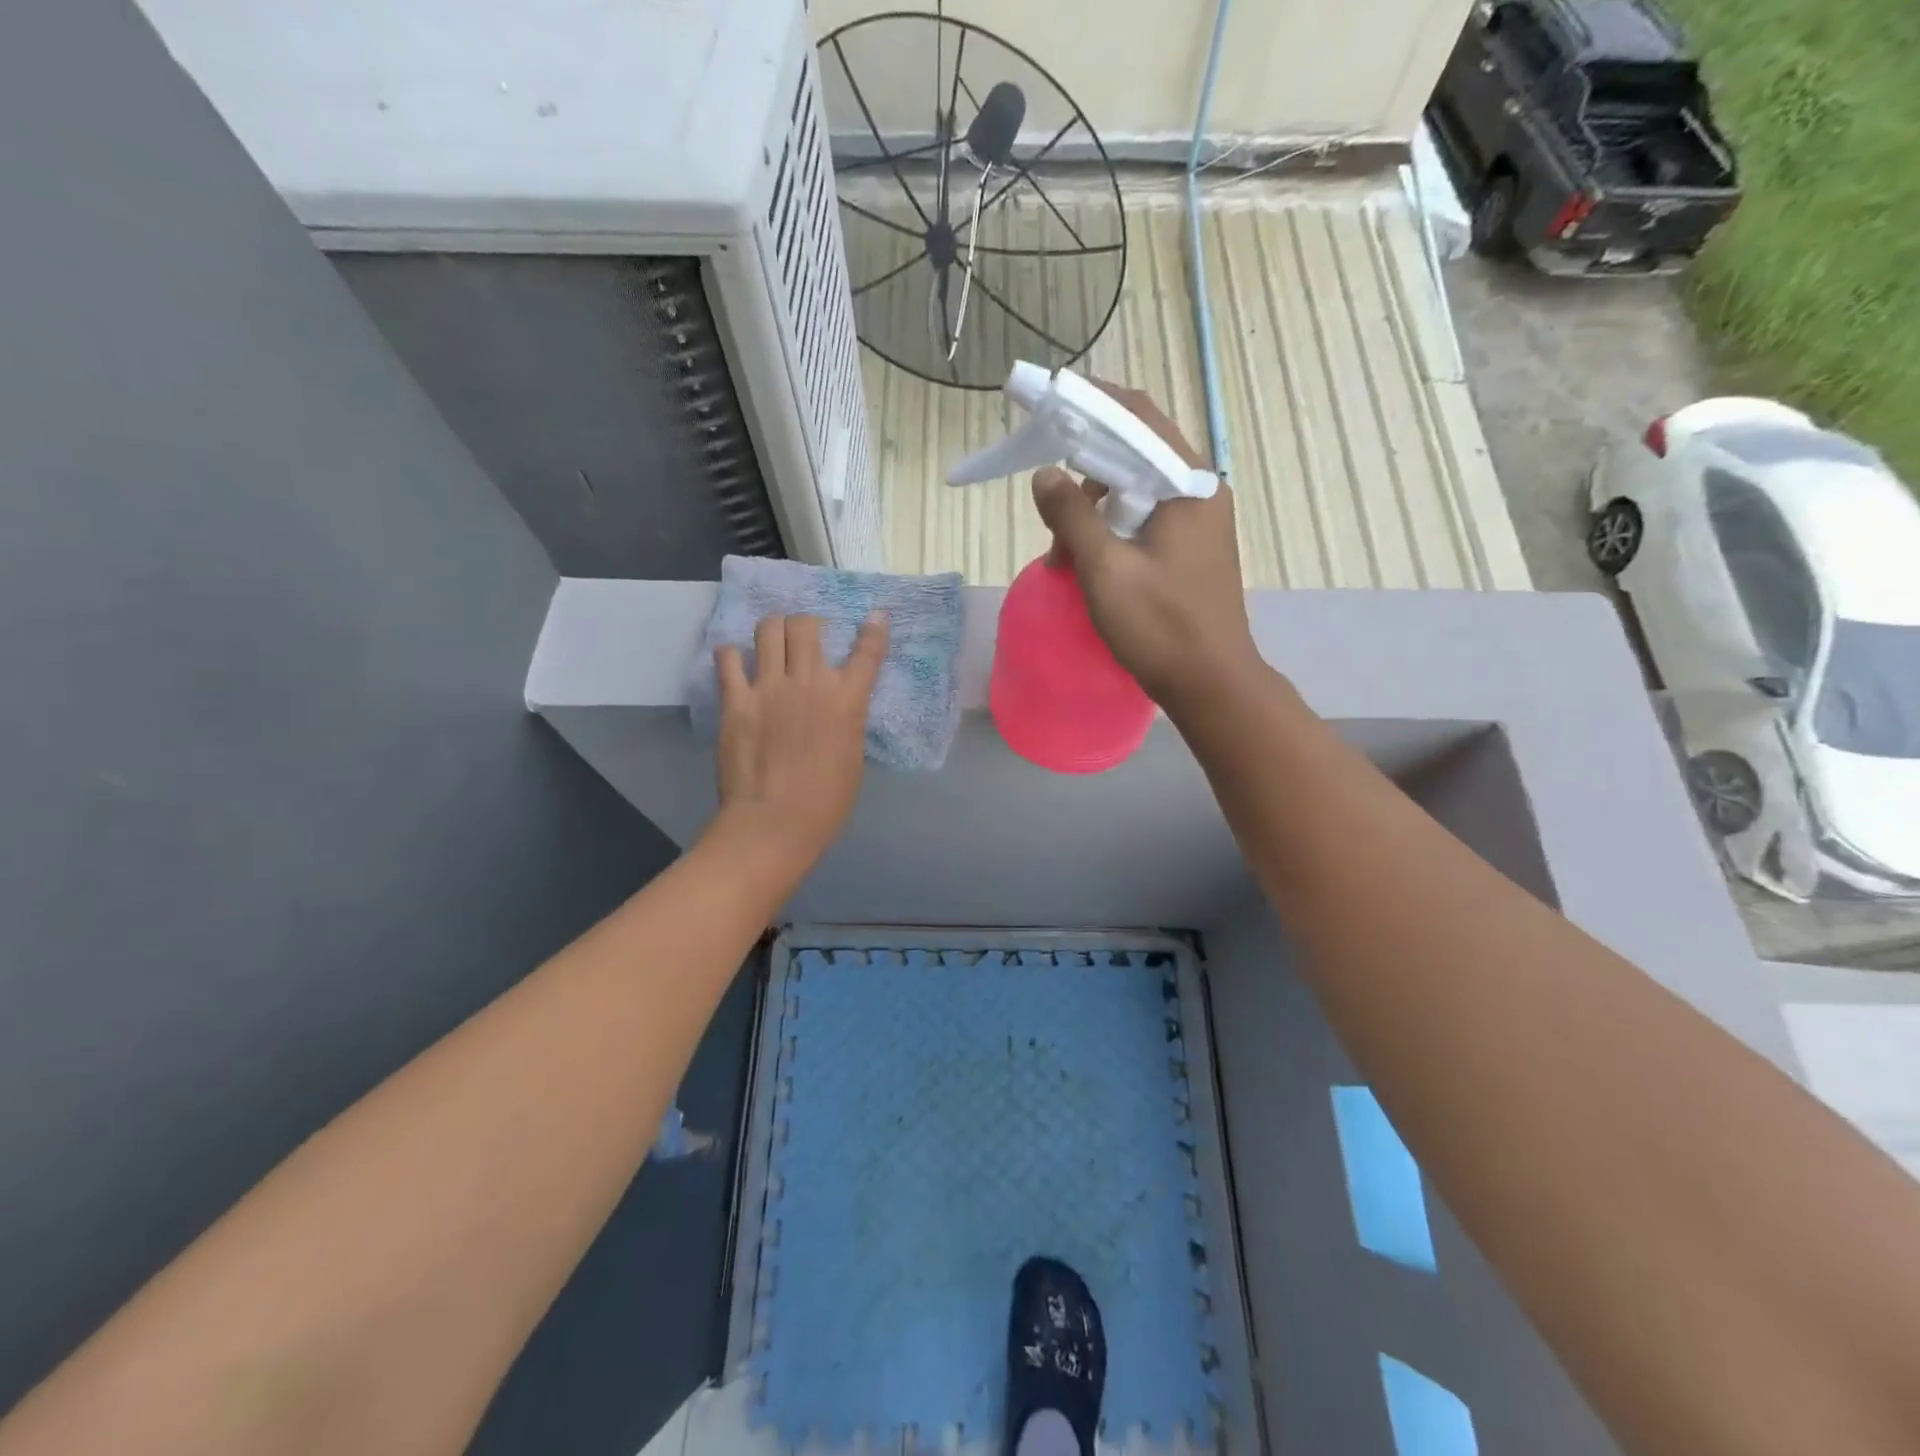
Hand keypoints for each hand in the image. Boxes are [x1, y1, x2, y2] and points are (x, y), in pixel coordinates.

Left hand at [711, 612, 887, 874]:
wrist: (775, 822)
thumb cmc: (825, 802)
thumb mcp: (852, 757)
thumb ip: (847, 722)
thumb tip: (840, 706)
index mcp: (846, 700)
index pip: (867, 653)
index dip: (874, 630)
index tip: (875, 616)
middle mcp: (810, 683)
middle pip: (807, 626)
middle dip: (809, 624)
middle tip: (805, 636)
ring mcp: (769, 688)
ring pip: (768, 630)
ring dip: (773, 629)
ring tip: (771, 640)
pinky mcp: (736, 700)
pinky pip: (728, 659)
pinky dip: (733, 655)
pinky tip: (736, 661)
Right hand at [1032, 382, 1259, 708]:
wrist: (1211, 683)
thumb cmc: (1160, 626)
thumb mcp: (1105, 570)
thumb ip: (1072, 516)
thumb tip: (1045, 474)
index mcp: (1187, 485)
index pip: (1138, 417)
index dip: (1092, 402)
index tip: (1050, 400)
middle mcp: (1199, 492)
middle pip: (1135, 453)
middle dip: (1084, 472)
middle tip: (1048, 505)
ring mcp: (1198, 522)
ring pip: (1135, 491)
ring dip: (1093, 512)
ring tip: (1063, 555)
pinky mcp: (1190, 549)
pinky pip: (1143, 520)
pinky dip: (1110, 532)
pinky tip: (1087, 565)